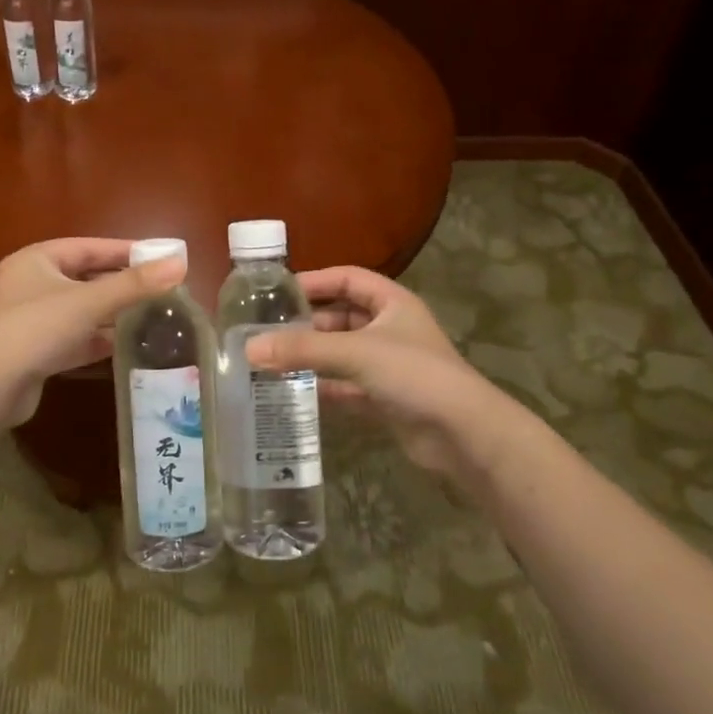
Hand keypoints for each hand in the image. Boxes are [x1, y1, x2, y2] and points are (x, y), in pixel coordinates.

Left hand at [0, 239, 185, 424]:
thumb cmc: (38, 328)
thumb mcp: (90, 302)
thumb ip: (135, 284)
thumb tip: (180, 263)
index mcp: (36, 260)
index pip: (87, 247)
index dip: (124, 251)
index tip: (158, 257)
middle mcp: (30, 285)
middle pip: (84, 278)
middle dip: (120, 284)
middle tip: (158, 287)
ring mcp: (30, 320)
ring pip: (80, 310)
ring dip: (111, 313)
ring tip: (149, 314)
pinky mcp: (34, 351)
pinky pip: (73, 337)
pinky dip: (96, 339)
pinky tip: (124, 344)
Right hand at [247, 266, 541, 477]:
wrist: (464, 435)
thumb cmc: (414, 375)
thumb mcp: (355, 353)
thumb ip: (303, 349)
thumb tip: (248, 348)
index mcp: (392, 303)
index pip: (347, 279)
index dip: (314, 281)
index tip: (278, 292)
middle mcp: (390, 329)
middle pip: (340, 317)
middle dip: (306, 324)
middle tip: (265, 331)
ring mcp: (388, 366)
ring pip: (340, 353)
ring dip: (311, 357)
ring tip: (270, 361)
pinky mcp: (385, 398)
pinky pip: (345, 386)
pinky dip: (322, 388)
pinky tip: (292, 392)